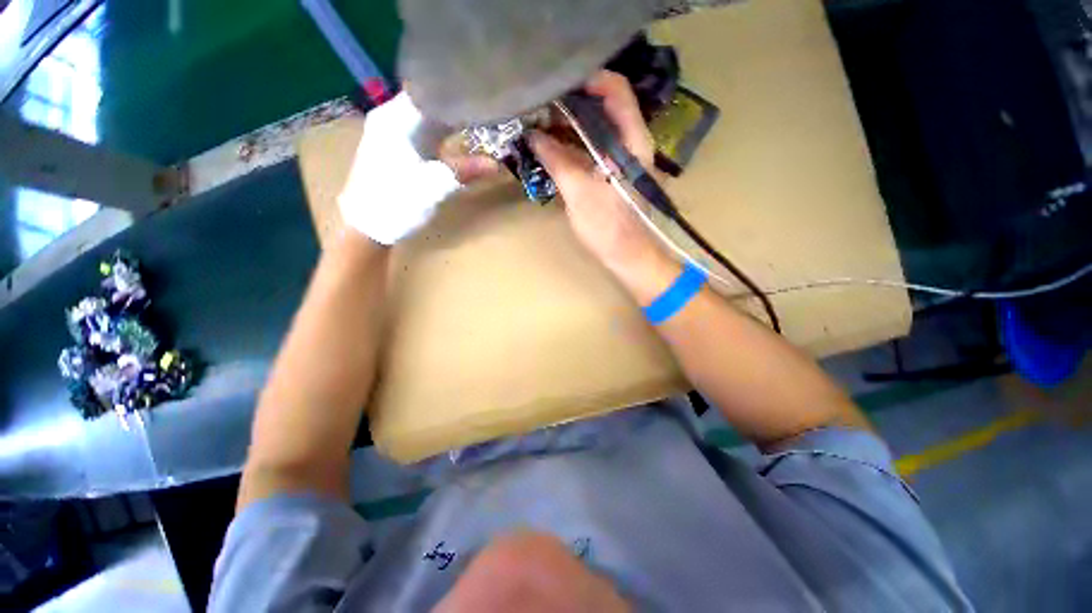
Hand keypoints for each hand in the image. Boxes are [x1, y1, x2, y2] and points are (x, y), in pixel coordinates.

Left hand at [339, 92, 497, 244]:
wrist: (368, 227)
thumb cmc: (396, 202)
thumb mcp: (434, 187)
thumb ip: (464, 171)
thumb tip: (496, 164)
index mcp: (395, 119)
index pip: (429, 90)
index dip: (455, 90)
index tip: (482, 93)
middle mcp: (393, 119)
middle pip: (430, 103)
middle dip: (458, 105)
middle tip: (488, 108)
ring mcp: (395, 135)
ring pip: (429, 118)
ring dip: (453, 121)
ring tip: (481, 120)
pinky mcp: (400, 150)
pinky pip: (426, 133)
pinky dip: (445, 135)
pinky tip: (461, 139)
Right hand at [529, 72, 676, 294]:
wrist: (628, 257)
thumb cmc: (609, 227)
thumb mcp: (580, 193)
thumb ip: (557, 160)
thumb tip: (533, 136)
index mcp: (631, 140)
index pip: (615, 90)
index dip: (587, 80)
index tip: (555, 85)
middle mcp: (629, 143)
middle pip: (602, 108)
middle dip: (569, 105)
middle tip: (538, 107)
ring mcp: (620, 159)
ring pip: (594, 131)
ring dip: (567, 127)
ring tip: (537, 125)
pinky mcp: (610, 174)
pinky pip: (590, 151)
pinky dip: (571, 147)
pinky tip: (549, 148)